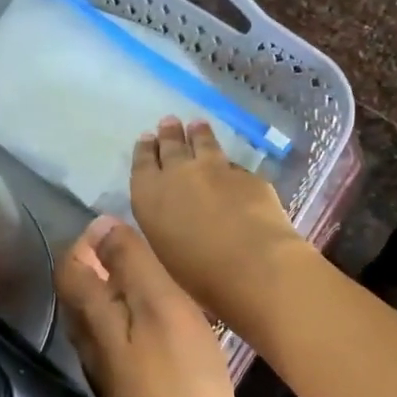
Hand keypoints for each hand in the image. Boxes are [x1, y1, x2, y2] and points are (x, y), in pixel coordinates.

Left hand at [55, 215, 238, 396]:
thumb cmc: (181, 380)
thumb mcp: (161, 308)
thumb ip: (131, 264)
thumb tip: (103, 225)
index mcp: (93, 318)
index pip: (69, 266)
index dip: (86, 241)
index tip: (118, 226)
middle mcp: (90, 345)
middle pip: (80, 295)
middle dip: (99, 265)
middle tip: (139, 249)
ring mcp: (109, 374)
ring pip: (100, 322)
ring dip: (117, 294)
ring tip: (155, 282)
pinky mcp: (131, 394)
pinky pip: (122, 344)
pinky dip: (134, 323)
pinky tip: (166, 328)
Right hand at [130, 117, 308, 322]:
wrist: (254, 264)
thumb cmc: (201, 275)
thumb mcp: (167, 253)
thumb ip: (165, 227)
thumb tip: (171, 215)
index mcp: (150, 196)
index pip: (142, 164)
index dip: (145, 151)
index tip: (146, 139)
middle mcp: (179, 174)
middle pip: (172, 146)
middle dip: (169, 134)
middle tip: (169, 122)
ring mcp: (216, 169)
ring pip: (204, 143)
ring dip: (198, 134)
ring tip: (197, 125)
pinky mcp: (247, 176)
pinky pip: (233, 164)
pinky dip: (227, 162)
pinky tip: (229, 163)